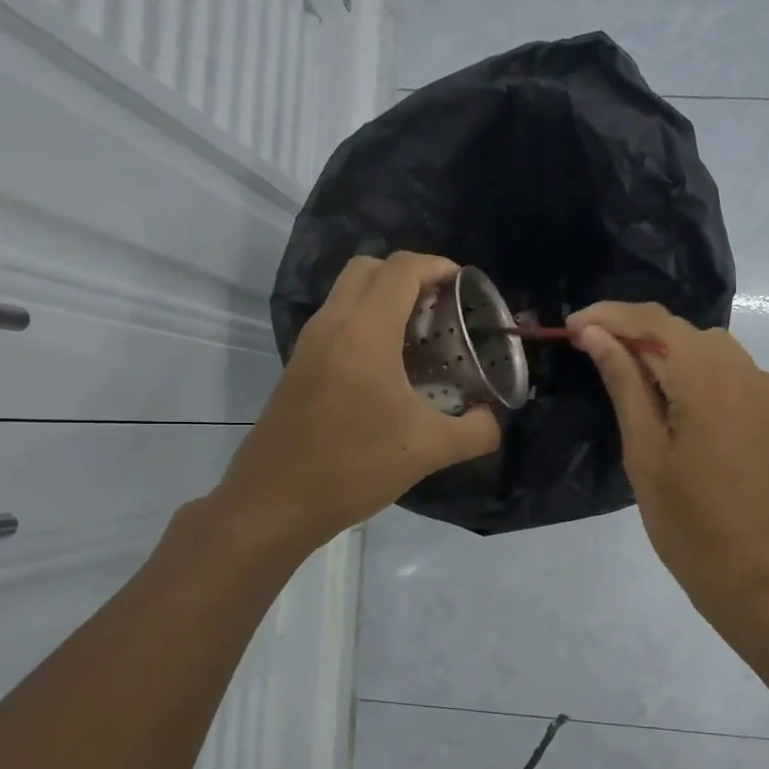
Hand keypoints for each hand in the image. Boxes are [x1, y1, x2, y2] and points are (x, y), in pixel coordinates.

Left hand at [219, 254, 500, 546]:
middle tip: (442, 308)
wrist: (274, 502)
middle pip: (370, 267)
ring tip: (421, 336)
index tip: (466, 288)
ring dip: (385, 298)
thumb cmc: (353, 467)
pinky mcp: (299, 365)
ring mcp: (310, 343)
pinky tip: (390, 367)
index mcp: (365, 332)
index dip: (439, 267)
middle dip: (410, 275)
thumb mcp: (428, 451)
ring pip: (348, 292)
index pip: (402, 269)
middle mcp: (332, 324)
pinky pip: (337, 320)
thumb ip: (476, 431)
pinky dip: (366, 321)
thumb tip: (493, 420)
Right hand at [568, 301, 768, 624]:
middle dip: (638, 335)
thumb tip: (597, 335)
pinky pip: (732, 376)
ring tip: (632, 384)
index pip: (656, 323)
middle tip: (595, 356)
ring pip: (710, 351)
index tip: (573, 325)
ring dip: (669, 355)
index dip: (611, 316)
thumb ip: (624, 384)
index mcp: (711, 381)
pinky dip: (698, 376)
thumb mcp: (645, 453)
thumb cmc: (689, 525)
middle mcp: (748, 373)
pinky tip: (677, 407)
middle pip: (685, 333)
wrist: (759, 579)